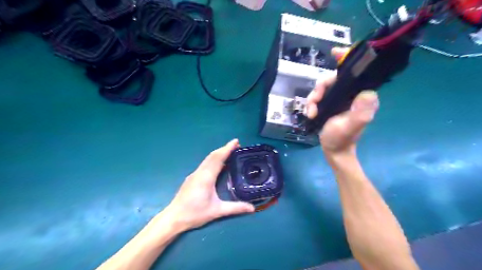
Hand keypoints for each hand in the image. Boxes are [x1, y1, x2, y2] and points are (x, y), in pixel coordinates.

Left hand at [163, 139, 253, 231]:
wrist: (173, 218)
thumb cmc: (195, 213)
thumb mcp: (217, 211)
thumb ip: (235, 208)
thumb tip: (252, 208)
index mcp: (206, 177)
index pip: (218, 158)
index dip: (227, 148)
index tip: (236, 142)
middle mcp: (200, 172)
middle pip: (213, 156)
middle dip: (225, 148)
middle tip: (237, 146)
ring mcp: (194, 174)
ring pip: (208, 159)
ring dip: (219, 153)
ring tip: (230, 152)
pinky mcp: (192, 178)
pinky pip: (205, 164)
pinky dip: (214, 160)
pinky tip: (219, 165)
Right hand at [305, 47, 380, 156]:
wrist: (334, 150)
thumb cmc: (342, 139)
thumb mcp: (350, 127)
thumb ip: (360, 113)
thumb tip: (368, 93)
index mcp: (359, 95)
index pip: (357, 72)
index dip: (346, 59)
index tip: (335, 53)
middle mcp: (350, 93)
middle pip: (333, 78)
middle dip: (321, 87)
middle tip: (314, 101)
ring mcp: (338, 98)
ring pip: (323, 86)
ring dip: (313, 97)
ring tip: (311, 112)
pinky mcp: (329, 103)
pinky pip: (318, 96)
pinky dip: (311, 103)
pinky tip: (310, 113)